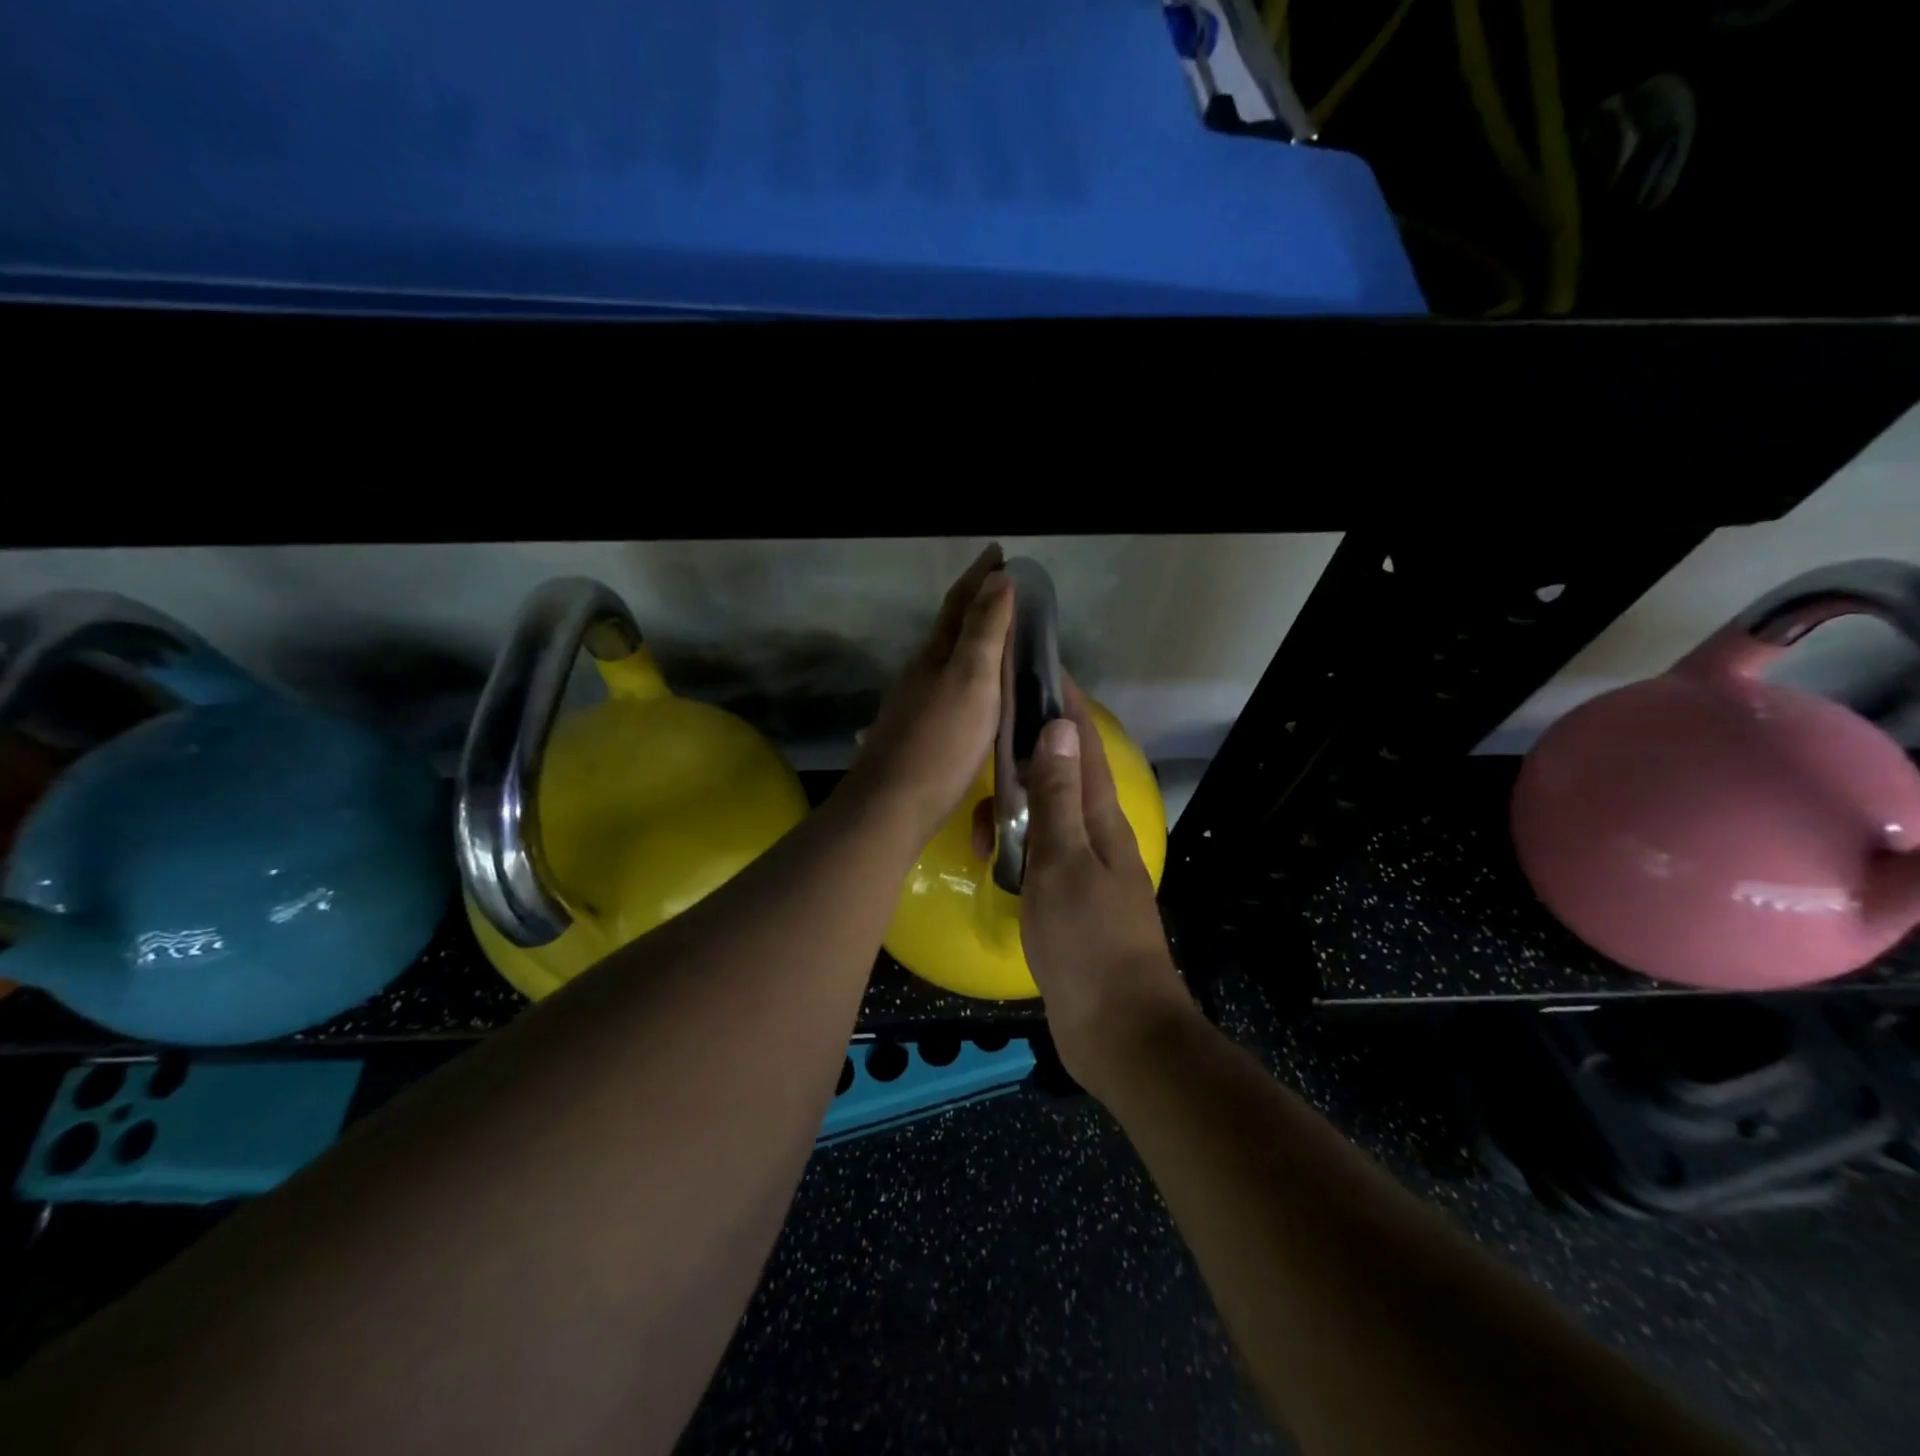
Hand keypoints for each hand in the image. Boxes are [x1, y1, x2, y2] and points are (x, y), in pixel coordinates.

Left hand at [844, 544, 1013, 847]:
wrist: (891, 805)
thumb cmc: (941, 742)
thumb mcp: (972, 680)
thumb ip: (984, 631)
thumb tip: (997, 579)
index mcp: (937, 654)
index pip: (960, 602)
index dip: (980, 576)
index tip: (999, 551)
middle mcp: (921, 671)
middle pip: (949, 627)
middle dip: (976, 602)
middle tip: (1004, 590)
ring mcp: (914, 702)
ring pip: (946, 658)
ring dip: (970, 639)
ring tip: (997, 637)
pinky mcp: (915, 732)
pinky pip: (946, 687)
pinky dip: (965, 675)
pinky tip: (972, 692)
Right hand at [1019, 682, 1194, 1096]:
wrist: (1117, 1030)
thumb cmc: (1089, 942)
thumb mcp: (1064, 862)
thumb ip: (1057, 797)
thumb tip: (1058, 728)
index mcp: (1102, 818)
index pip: (1083, 744)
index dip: (1064, 703)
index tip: (1039, 665)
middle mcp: (1096, 835)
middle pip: (1061, 774)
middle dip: (1027, 748)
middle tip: (987, 729)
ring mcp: (1082, 868)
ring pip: (1044, 816)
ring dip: (1014, 804)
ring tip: (979, 812)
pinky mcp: (1067, 899)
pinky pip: (1037, 854)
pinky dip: (1014, 845)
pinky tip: (989, 853)